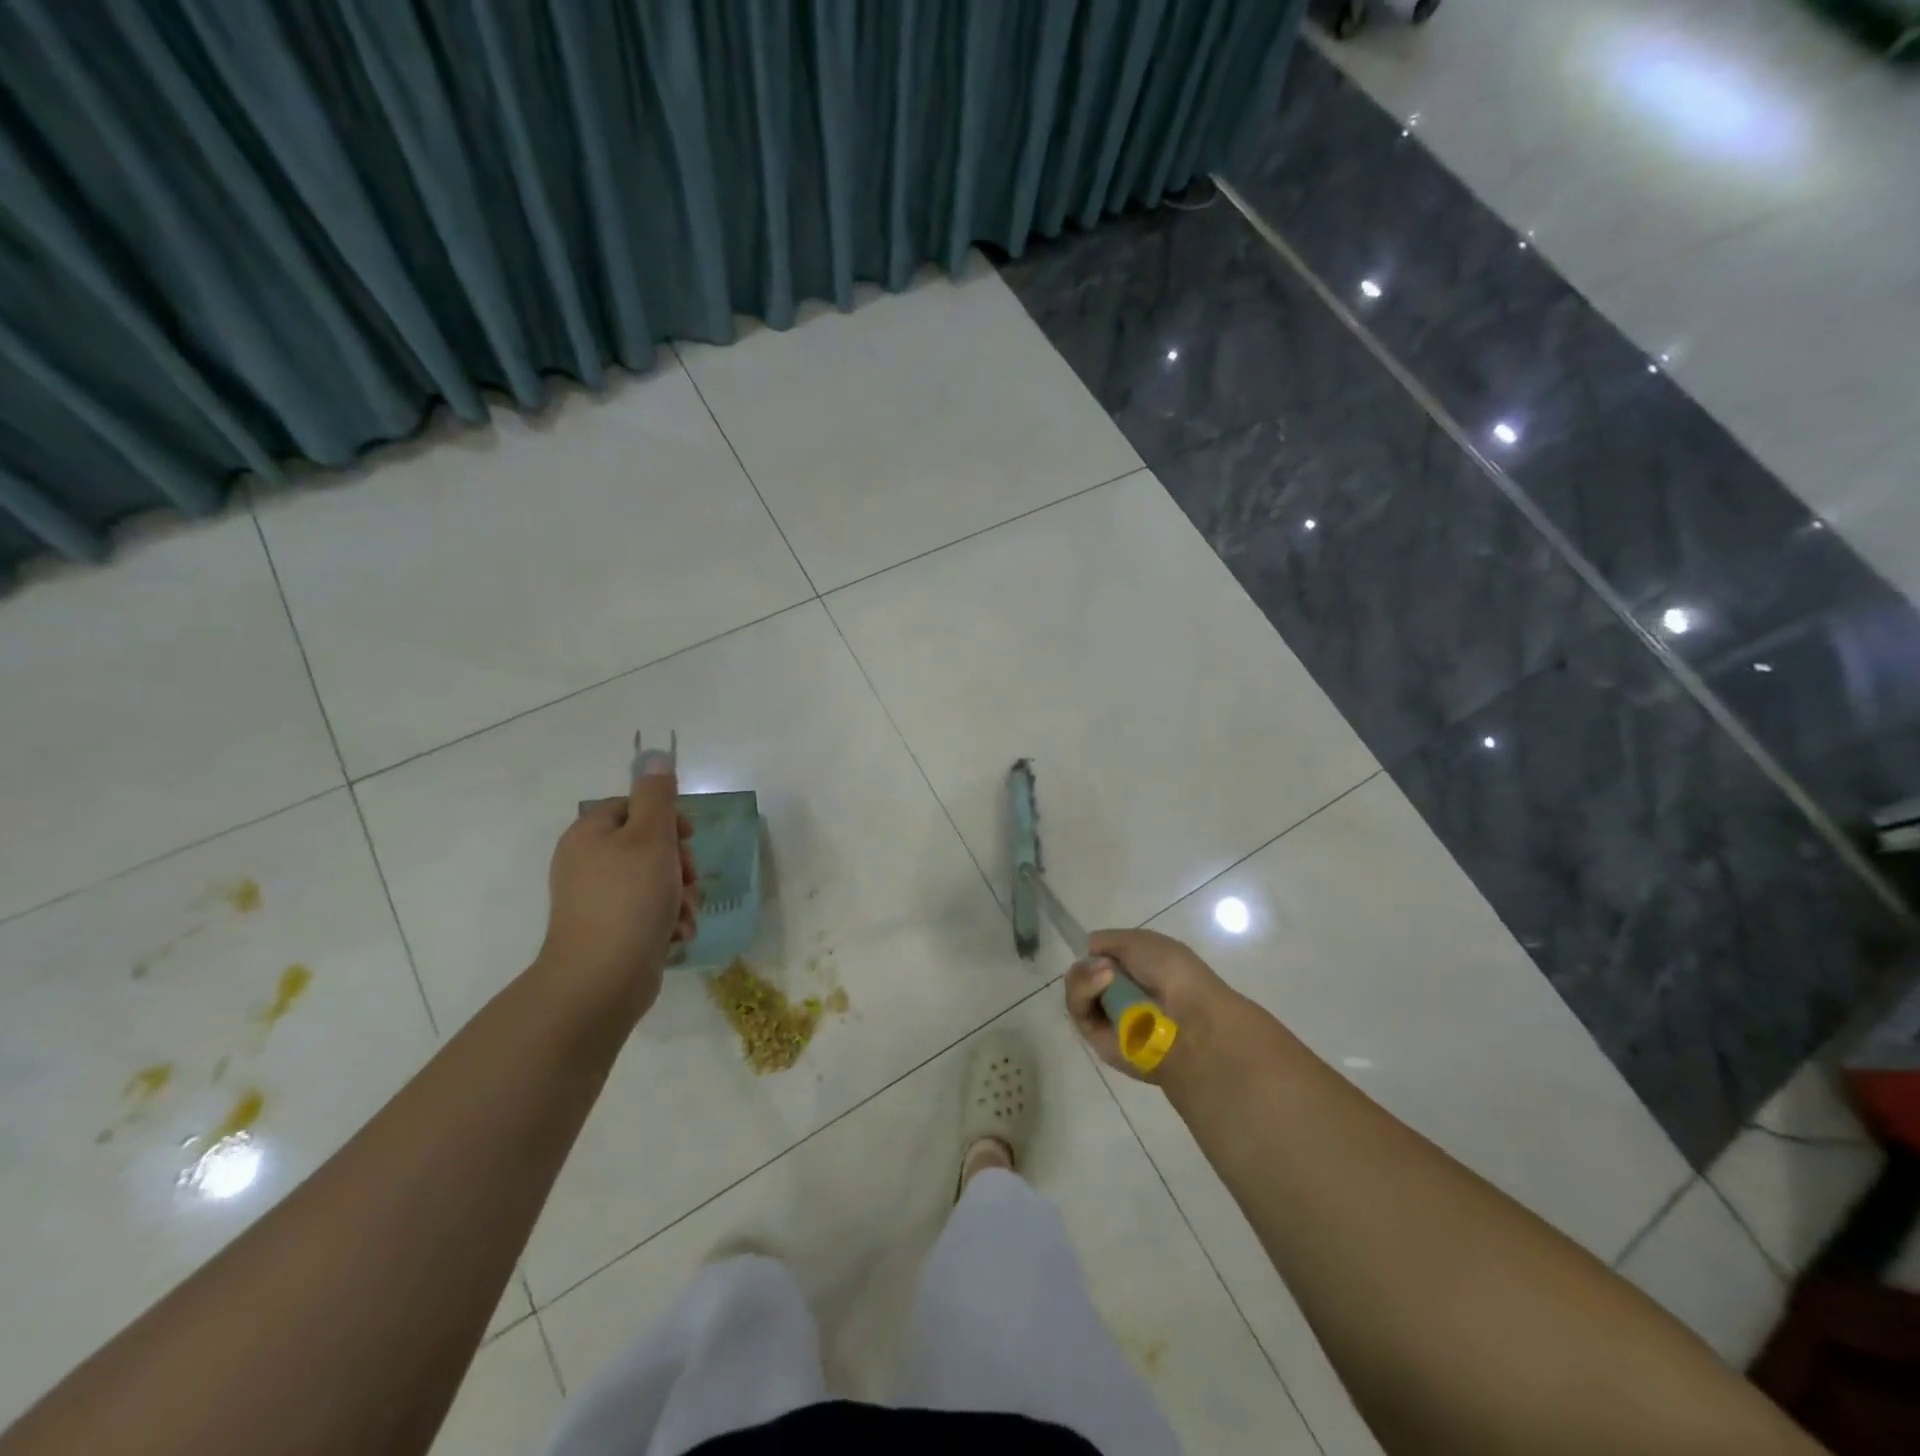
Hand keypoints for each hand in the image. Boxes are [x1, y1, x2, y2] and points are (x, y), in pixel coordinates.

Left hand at [537, 764, 696, 1018]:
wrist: (601, 980)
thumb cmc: (629, 899)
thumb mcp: (651, 838)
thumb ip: (657, 795)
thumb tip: (655, 756)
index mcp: (589, 835)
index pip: (634, 807)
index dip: (667, 818)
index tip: (689, 837)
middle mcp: (587, 863)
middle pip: (648, 845)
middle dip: (680, 863)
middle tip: (687, 880)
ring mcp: (597, 900)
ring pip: (655, 880)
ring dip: (680, 895)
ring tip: (684, 914)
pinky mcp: (610, 931)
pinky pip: (647, 911)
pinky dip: (667, 919)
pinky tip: (678, 934)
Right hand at [1065, 928, 1237, 1082]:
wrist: (1189, 1021)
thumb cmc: (1173, 974)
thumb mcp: (1142, 941)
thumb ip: (1108, 940)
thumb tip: (1089, 951)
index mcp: (1138, 970)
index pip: (1102, 957)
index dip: (1096, 951)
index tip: (1095, 947)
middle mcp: (1121, 992)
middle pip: (1084, 971)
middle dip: (1088, 963)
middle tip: (1104, 964)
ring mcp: (1107, 1014)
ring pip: (1077, 988)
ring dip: (1084, 975)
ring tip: (1104, 974)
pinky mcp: (1095, 1036)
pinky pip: (1077, 1008)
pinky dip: (1083, 990)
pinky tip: (1101, 982)